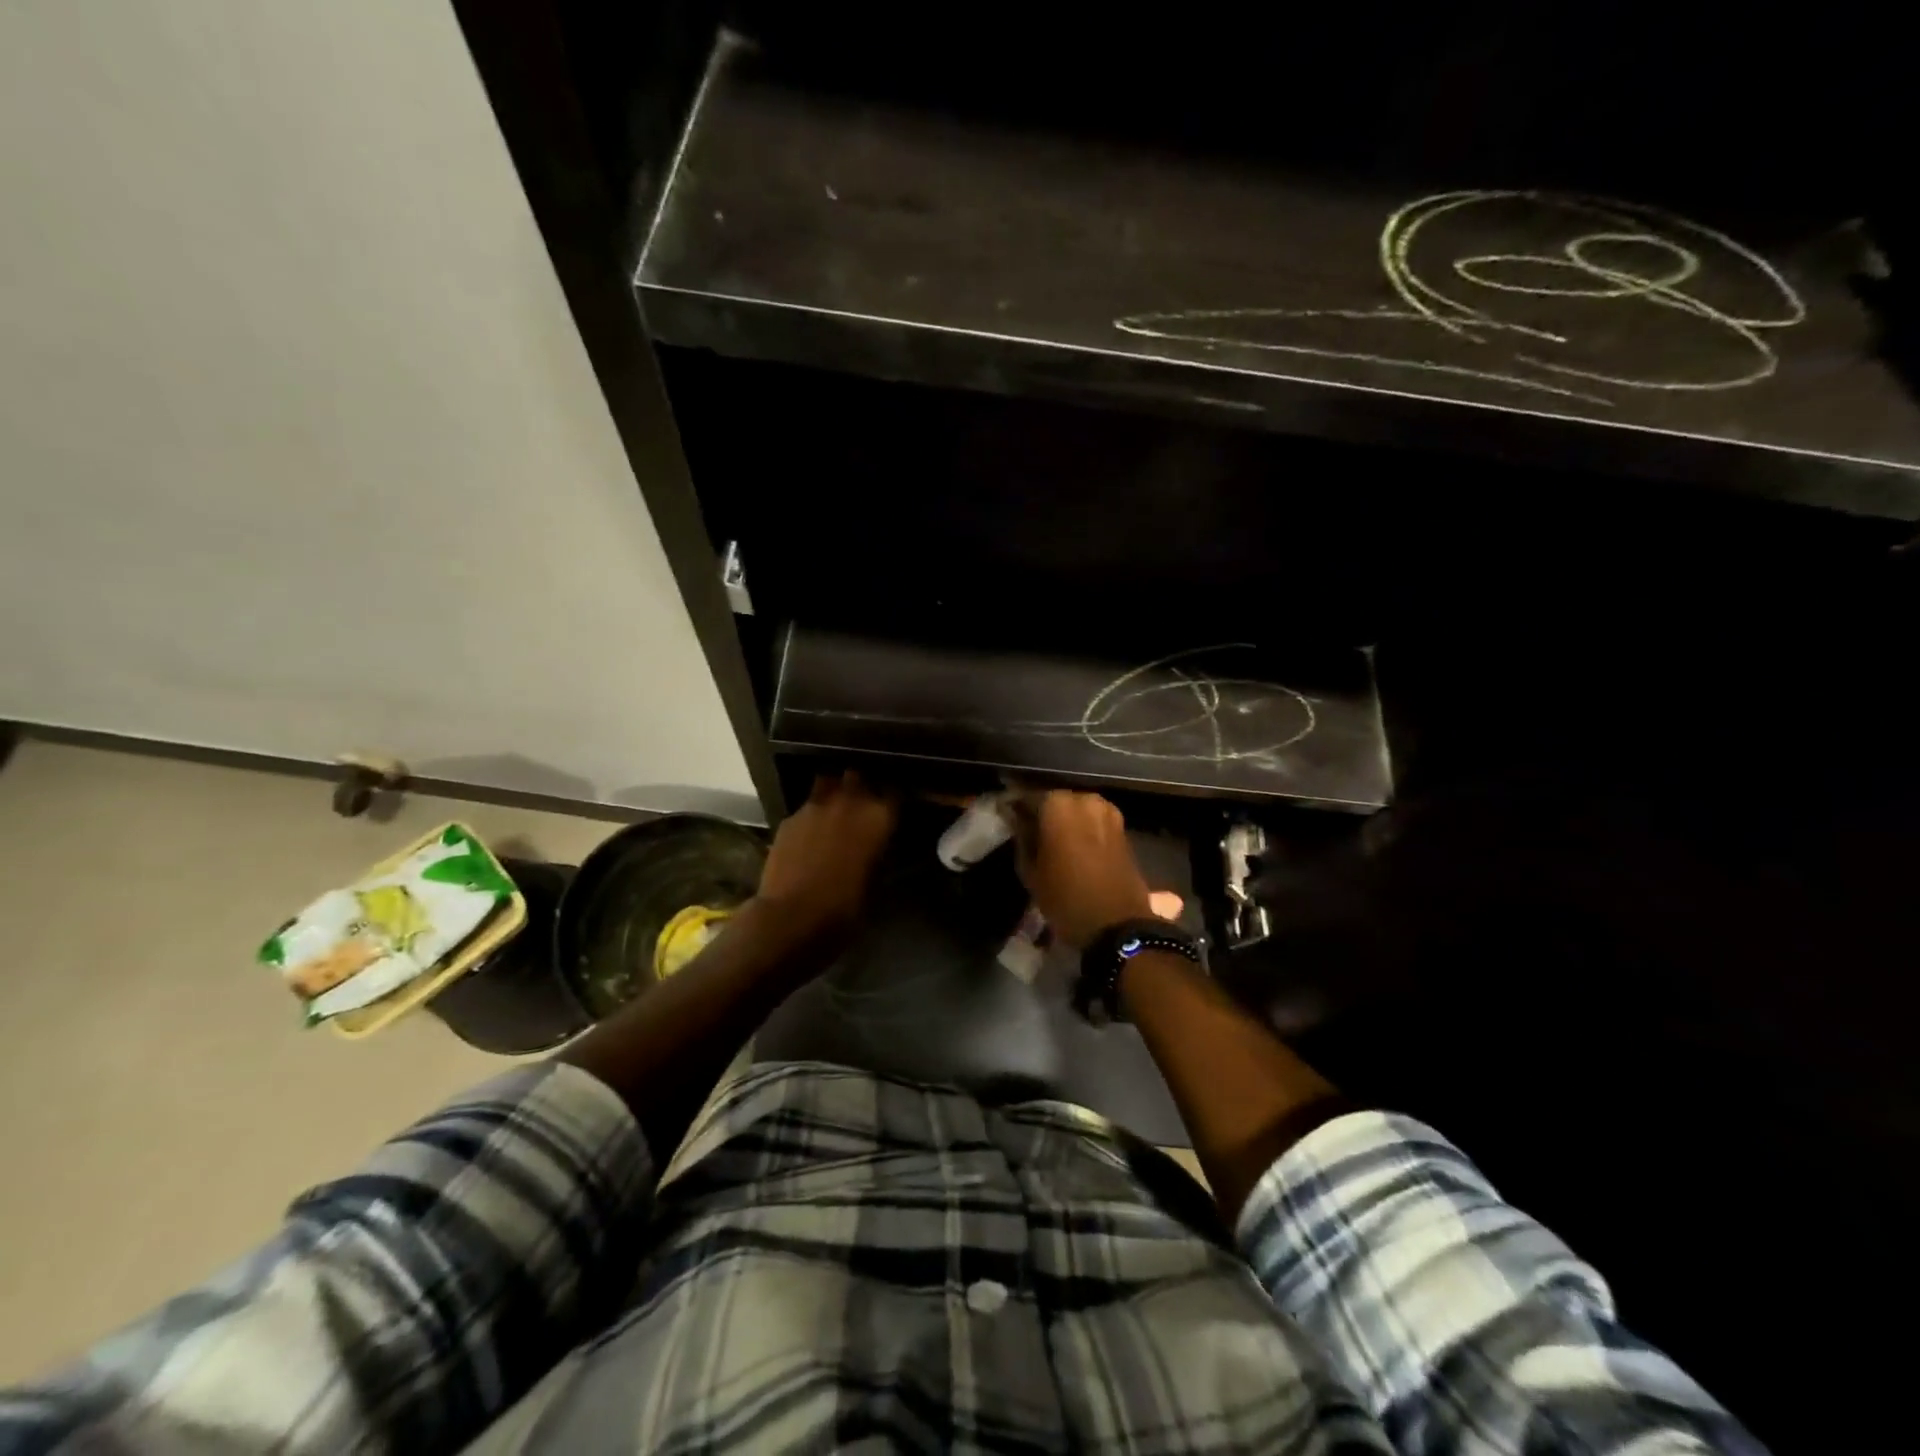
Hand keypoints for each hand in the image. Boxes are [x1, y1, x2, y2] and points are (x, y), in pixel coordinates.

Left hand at [753, 772, 897, 942]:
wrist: (792, 916)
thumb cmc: (845, 906)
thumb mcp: (876, 881)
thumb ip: (880, 851)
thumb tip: (880, 842)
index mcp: (878, 815)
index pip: (895, 791)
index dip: (894, 798)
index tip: (894, 807)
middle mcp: (848, 801)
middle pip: (859, 776)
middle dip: (862, 786)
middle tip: (864, 805)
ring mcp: (815, 805)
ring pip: (829, 782)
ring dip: (834, 792)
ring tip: (836, 810)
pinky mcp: (790, 817)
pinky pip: (806, 806)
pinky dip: (812, 814)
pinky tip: (810, 832)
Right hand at [1008, 790, 1153, 948]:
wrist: (1117, 925)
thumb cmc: (1065, 898)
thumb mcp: (1030, 870)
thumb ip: (1021, 837)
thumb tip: (1016, 818)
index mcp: (1057, 804)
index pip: (1026, 796)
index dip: (1014, 807)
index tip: (1005, 817)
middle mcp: (1084, 799)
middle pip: (1054, 800)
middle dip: (1041, 812)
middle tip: (1027, 830)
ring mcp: (1107, 811)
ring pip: (1075, 809)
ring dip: (1063, 820)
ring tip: (1049, 840)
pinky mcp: (1121, 827)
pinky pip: (1092, 820)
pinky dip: (1081, 828)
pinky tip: (1071, 845)